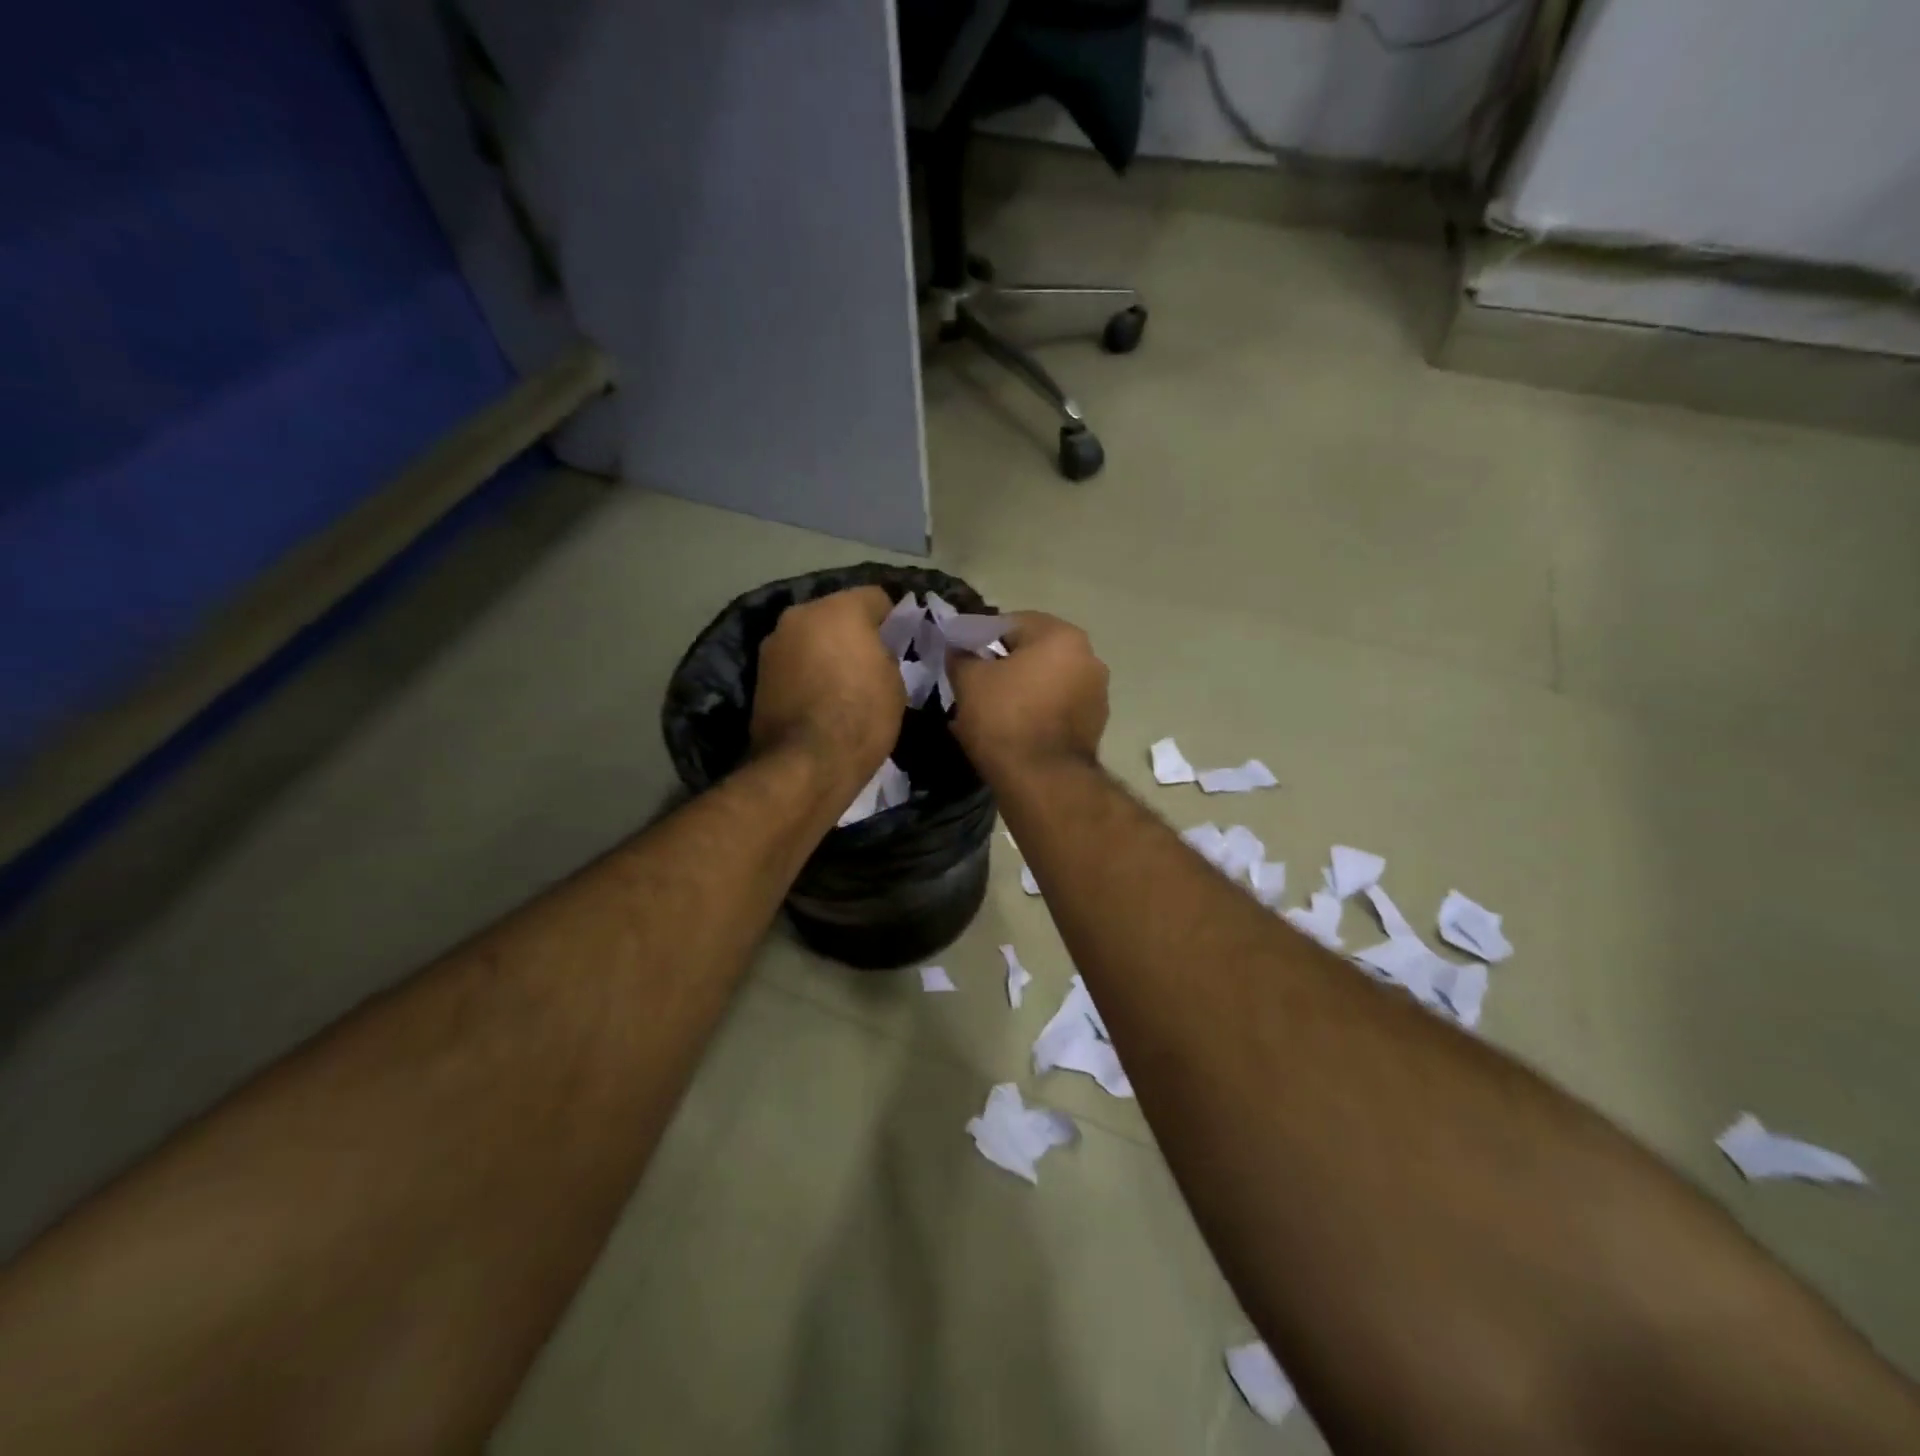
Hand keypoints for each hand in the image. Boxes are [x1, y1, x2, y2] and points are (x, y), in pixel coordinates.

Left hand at [749, 586, 903, 789]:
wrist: (806, 764)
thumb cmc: (862, 718)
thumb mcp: (895, 683)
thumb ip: (887, 654)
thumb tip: (878, 651)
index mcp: (840, 609)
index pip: (877, 597)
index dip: (894, 619)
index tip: (903, 643)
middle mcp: (801, 614)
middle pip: (837, 613)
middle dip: (854, 632)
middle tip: (872, 662)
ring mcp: (774, 642)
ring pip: (811, 636)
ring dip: (826, 650)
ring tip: (842, 683)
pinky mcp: (759, 673)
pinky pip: (794, 660)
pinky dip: (807, 670)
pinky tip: (819, 697)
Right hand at [946, 612, 1108, 779]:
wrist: (1042, 780)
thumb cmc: (1005, 719)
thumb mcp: (969, 681)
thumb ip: (962, 657)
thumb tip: (959, 650)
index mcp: (1062, 636)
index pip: (1012, 623)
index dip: (981, 639)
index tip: (963, 658)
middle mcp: (1089, 658)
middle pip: (1035, 652)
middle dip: (1005, 665)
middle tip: (976, 684)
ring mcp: (1097, 693)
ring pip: (1048, 681)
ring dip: (1023, 690)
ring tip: (993, 711)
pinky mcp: (1096, 725)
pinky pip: (1058, 708)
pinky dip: (1038, 712)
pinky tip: (1015, 730)